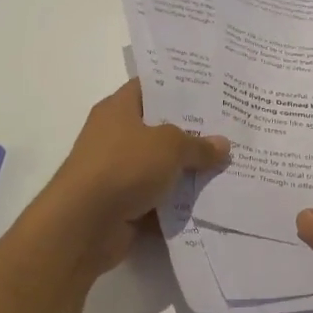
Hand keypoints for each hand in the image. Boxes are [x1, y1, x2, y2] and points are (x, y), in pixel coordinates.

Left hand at [45, 79, 228, 275]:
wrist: (83, 226)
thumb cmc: (123, 167)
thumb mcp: (169, 146)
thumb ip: (198, 145)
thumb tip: (222, 145)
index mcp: (118, 109)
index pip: (150, 88)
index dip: (178, 87)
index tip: (210, 90)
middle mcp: (115, 136)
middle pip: (159, 129)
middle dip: (192, 132)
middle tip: (229, 129)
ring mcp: (118, 172)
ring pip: (161, 167)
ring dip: (188, 171)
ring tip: (227, 166)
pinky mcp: (123, 205)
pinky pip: (158, 199)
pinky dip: (178, 203)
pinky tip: (211, 200)